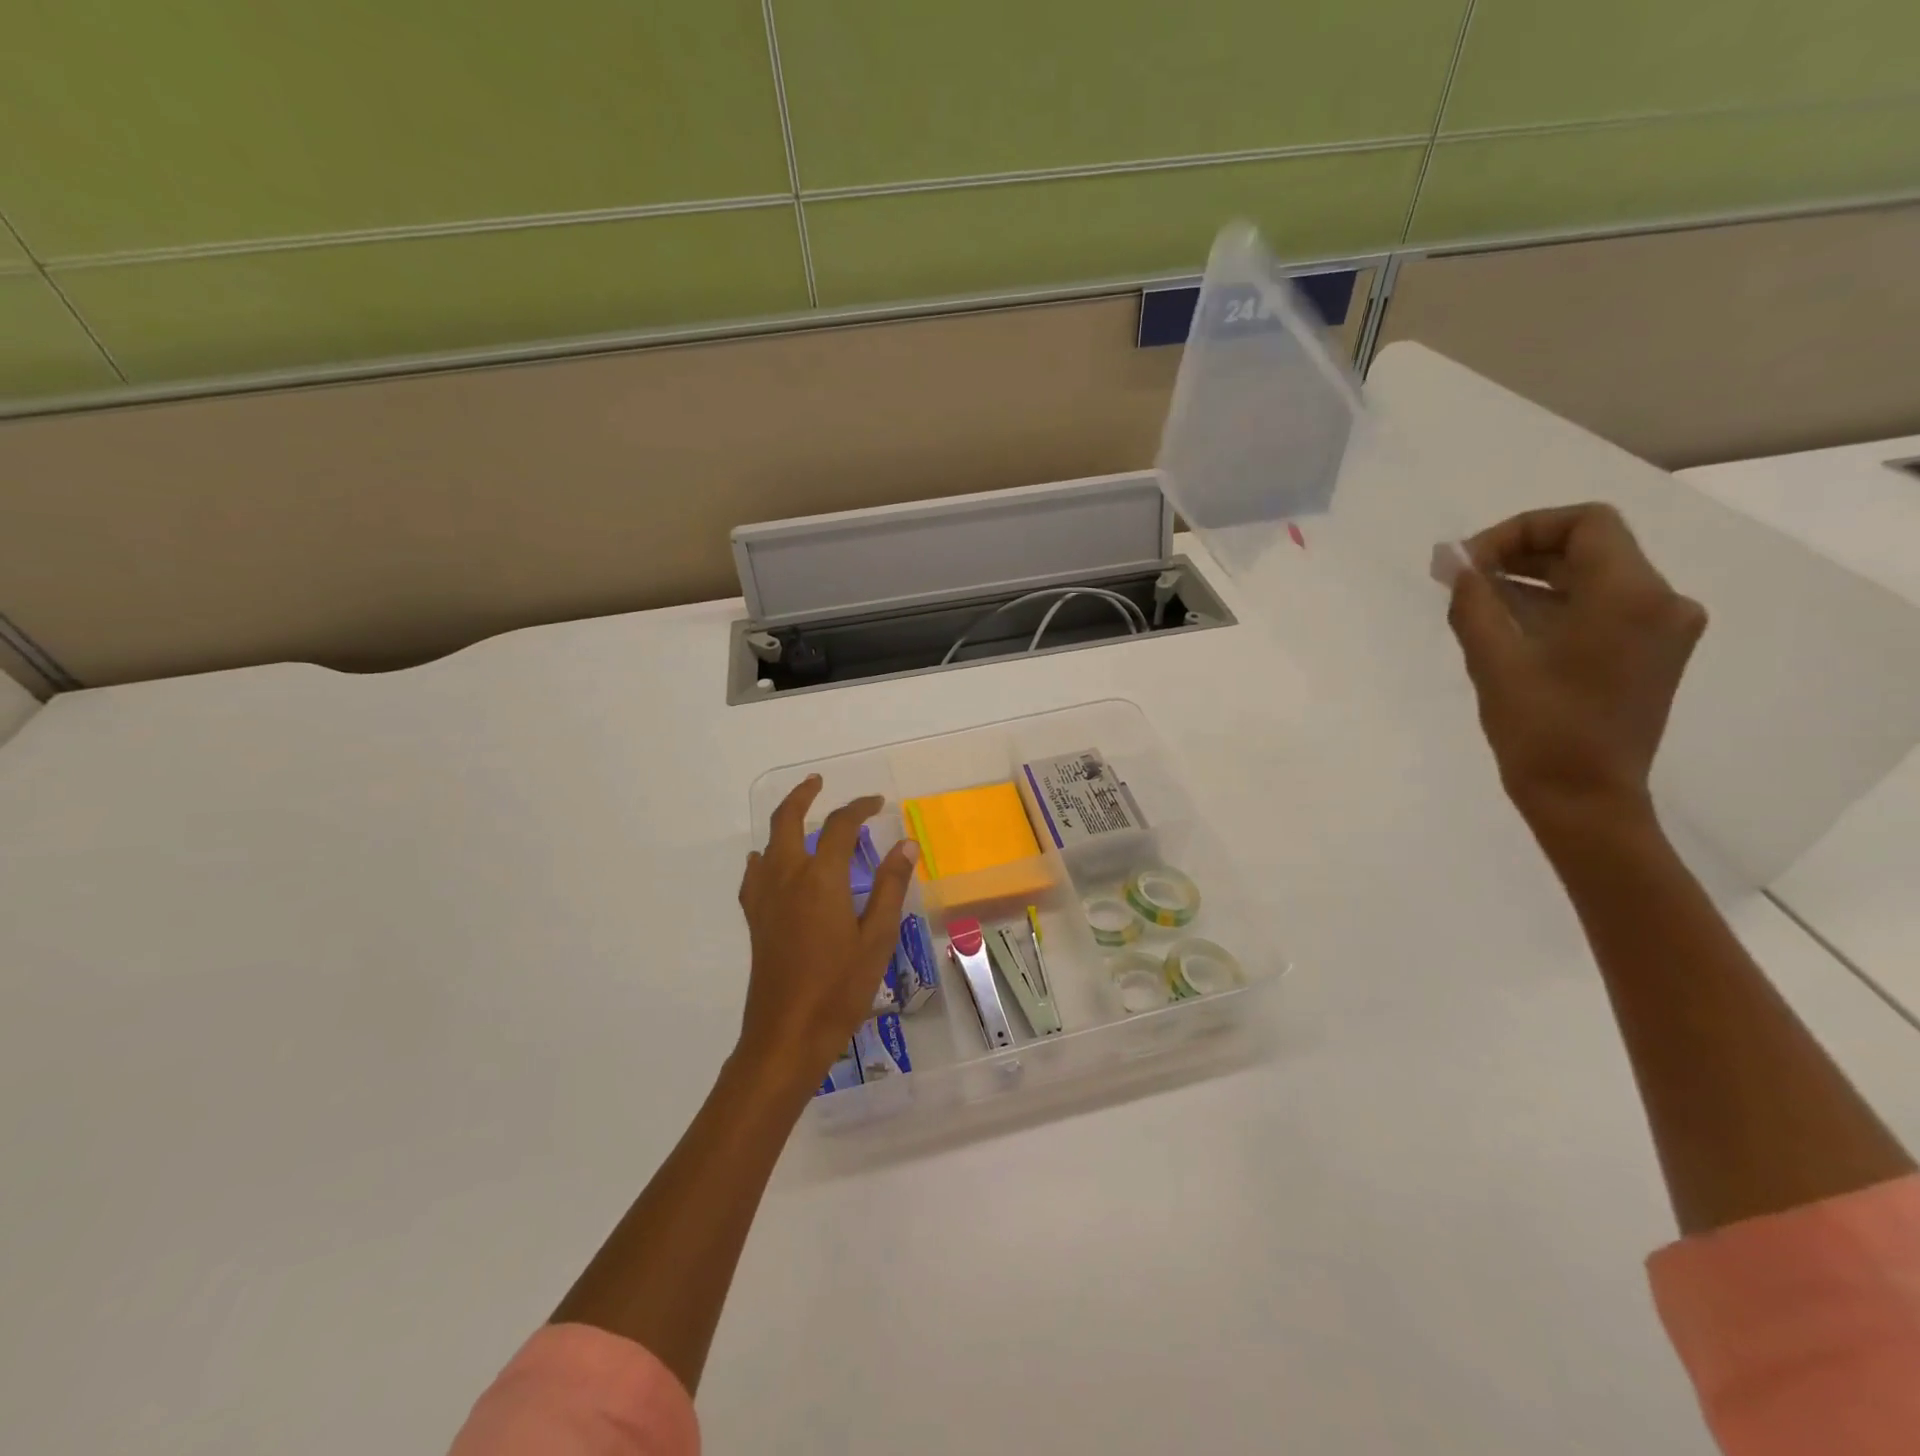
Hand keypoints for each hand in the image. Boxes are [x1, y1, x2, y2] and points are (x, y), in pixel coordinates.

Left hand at [734, 776, 916, 1090]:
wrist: (787, 1034)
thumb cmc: (840, 987)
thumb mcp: (877, 937)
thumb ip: (891, 886)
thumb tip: (906, 844)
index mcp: (822, 878)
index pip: (841, 826)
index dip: (859, 808)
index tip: (878, 803)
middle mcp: (788, 877)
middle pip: (788, 820)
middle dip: (803, 795)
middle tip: (819, 782)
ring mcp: (766, 897)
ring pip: (769, 842)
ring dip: (784, 820)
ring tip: (802, 814)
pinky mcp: (755, 918)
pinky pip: (755, 873)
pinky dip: (766, 856)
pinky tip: (771, 862)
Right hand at [1447, 504, 1707, 831]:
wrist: (1585, 797)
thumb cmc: (1539, 728)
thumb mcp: (1493, 659)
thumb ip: (1473, 600)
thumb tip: (1453, 560)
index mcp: (1629, 596)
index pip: (1584, 523)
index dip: (1521, 530)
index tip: (1470, 563)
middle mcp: (1661, 601)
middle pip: (1591, 547)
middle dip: (1521, 553)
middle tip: (1463, 578)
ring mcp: (1661, 629)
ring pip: (1595, 577)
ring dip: (1534, 578)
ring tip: (1476, 601)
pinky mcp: (1650, 653)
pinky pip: (1602, 607)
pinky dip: (1555, 604)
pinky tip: (1509, 625)